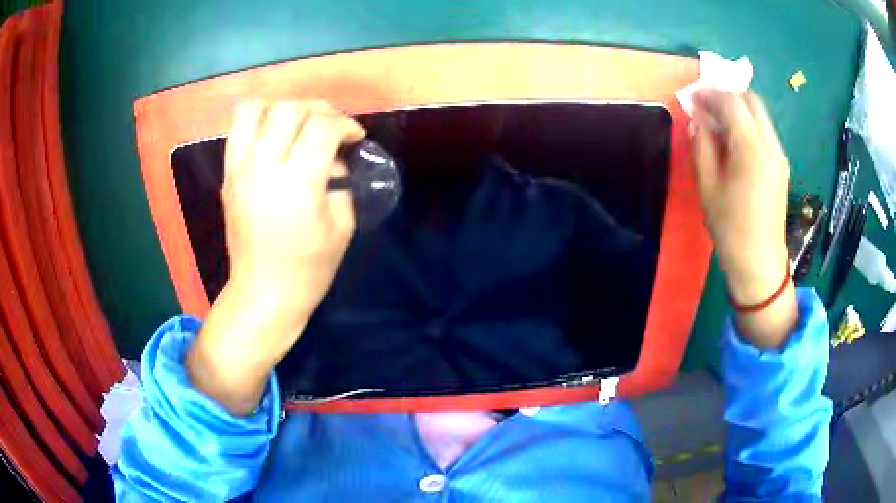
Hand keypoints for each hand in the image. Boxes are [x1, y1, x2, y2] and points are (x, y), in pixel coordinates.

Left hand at [187, 101, 364, 413]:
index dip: (345, 124)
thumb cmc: (308, 268)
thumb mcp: (342, 224)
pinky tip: (275, 139)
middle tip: (330, 128)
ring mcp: (239, 169)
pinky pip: (238, 129)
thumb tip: (335, 155)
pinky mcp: (227, 175)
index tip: (355, 138)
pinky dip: (259, 121)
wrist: (263, 293)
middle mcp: (262, 167)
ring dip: (282, 108)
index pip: (322, 127)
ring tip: (297, 124)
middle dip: (318, 110)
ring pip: (255, 109)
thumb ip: (342, 180)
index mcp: (297, 183)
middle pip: (289, 109)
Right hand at [691, 91, 796, 347]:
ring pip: (760, 113)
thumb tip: (697, 119)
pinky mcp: (782, 165)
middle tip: (707, 106)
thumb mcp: (707, 186)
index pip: (732, 103)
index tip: (692, 99)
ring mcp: (779, 155)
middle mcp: (770, 146)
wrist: (759, 262)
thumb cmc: (730, 228)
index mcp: (751, 151)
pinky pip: (764, 130)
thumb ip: (702, 145)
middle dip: (727, 95)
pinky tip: (735, 139)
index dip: (710, 95)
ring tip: (718, 121)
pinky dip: (748, 123)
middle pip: (751, 100)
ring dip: (738, 108)